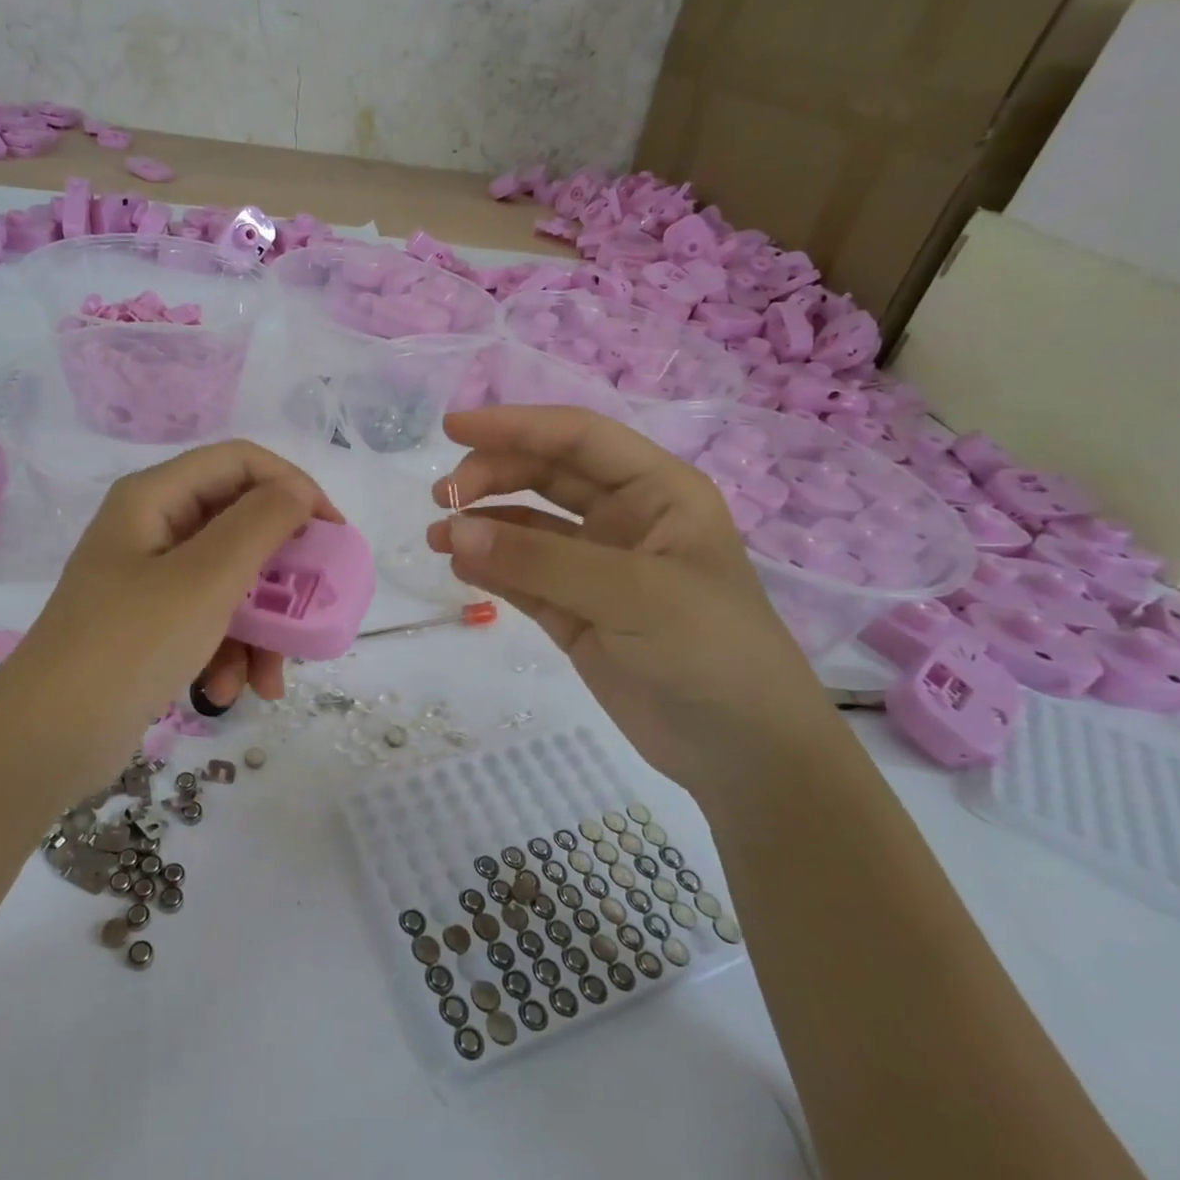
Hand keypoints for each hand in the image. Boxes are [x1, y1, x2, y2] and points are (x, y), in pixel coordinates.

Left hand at [0, 440, 338, 798]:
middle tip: (317, 603)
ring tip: (271, 678)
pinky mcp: (150, 624)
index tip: (333, 533)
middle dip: (281, 573)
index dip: (294, 487)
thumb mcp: (206, 579)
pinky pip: (208, 620)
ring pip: (230, 581)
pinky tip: (231, 692)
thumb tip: (297, 491)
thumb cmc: (130, 645)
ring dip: (260, 628)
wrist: (45, 740)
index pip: (241, 462)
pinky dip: (228, 652)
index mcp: (155, 497)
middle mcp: (153, 528)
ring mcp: (149, 579)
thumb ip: (260, 524)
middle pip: (239, 525)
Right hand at [426, 406, 847, 802]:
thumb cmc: (710, 652)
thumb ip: (541, 561)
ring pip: (528, 527)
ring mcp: (597, 567)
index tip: (451, 428)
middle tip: (443, 498)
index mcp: (658, 491)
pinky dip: (489, 569)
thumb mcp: (632, 594)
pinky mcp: (575, 612)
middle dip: (492, 476)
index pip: (578, 437)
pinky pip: (522, 577)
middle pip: (546, 475)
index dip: (516, 425)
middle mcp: (625, 519)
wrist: (742, 754)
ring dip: (482, 525)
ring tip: (436, 538)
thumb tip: (453, 531)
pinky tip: (459, 568)